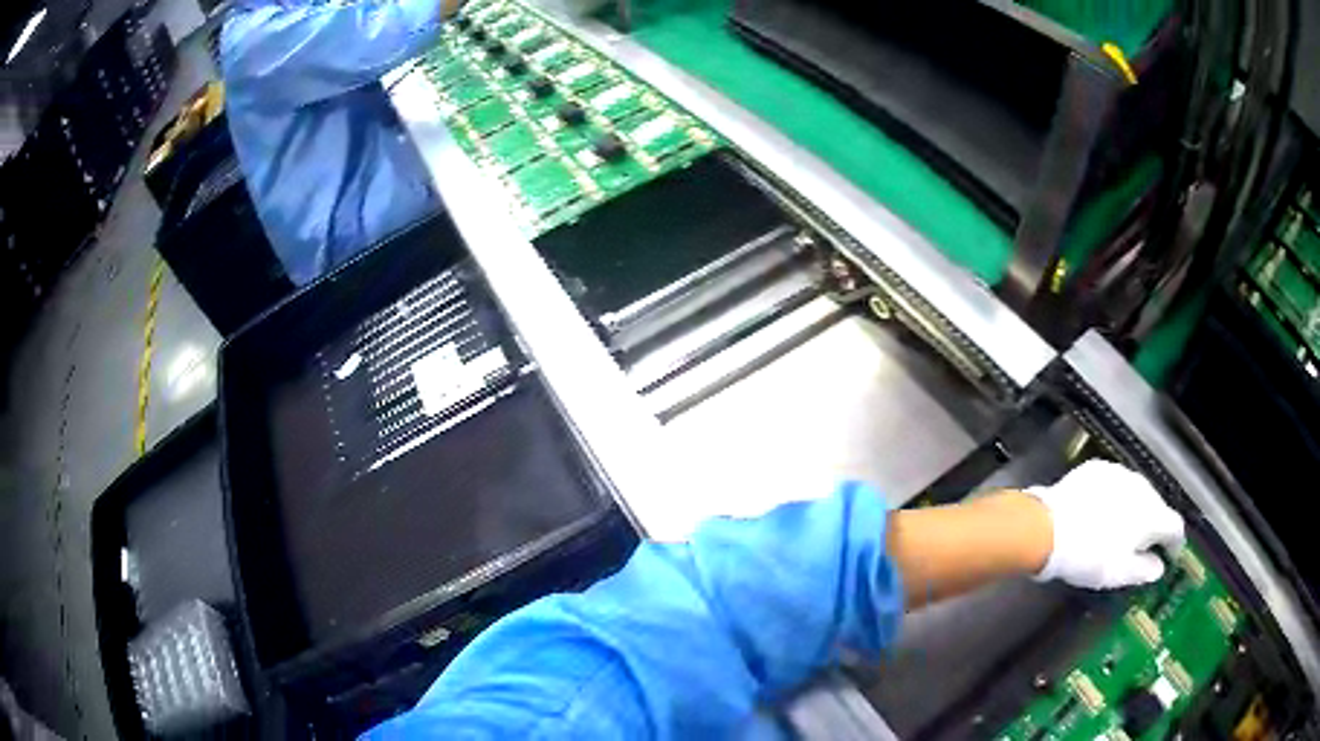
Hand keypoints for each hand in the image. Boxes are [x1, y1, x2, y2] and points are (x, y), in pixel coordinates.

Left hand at [1028, 460, 1185, 589]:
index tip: (1170, 557)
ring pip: (1136, 493)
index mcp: (1152, 514)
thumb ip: (1145, 570)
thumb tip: (1159, 567)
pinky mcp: (1097, 468)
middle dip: (1154, 526)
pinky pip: (1115, 484)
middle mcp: (1142, 487)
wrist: (1048, 528)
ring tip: (1122, 529)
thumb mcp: (1119, 574)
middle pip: (1157, 507)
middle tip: (1143, 546)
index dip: (1175, 544)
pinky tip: (1102, 511)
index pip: (1175, 526)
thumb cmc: (1089, 556)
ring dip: (1135, 509)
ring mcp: (1119, 473)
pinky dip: (1115, 498)